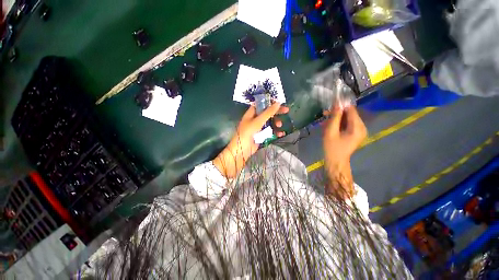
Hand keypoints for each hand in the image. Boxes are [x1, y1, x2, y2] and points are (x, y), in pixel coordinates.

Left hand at [213, 103, 288, 178]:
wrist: (242, 149)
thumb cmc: (248, 132)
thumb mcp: (258, 121)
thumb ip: (268, 112)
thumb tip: (278, 103)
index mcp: (251, 113)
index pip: (262, 104)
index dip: (270, 102)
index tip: (279, 102)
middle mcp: (255, 119)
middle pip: (267, 113)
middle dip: (276, 112)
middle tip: (286, 111)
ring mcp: (259, 127)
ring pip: (270, 122)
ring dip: (276, 123)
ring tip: (279, 125)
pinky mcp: (261, 135)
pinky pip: (270, 131)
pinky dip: (275, 132)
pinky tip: (281, 134)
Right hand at [322, 106, 366, 197]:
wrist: (336, 162)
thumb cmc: (332, 148)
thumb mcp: (330, 131)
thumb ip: (334, 117)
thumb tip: (337, 104)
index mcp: (357, 127)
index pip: (351, 110)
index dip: (341, 106)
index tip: (330, 106)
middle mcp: (362, 127)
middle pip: (350, 114)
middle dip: (337, 113)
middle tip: (325, 115)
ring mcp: (359, 131)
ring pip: (348, 119)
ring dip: (337, 119)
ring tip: (325, 123)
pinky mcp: (355, 133)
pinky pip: (347, 124)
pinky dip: (339, 124)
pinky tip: (330, 127)